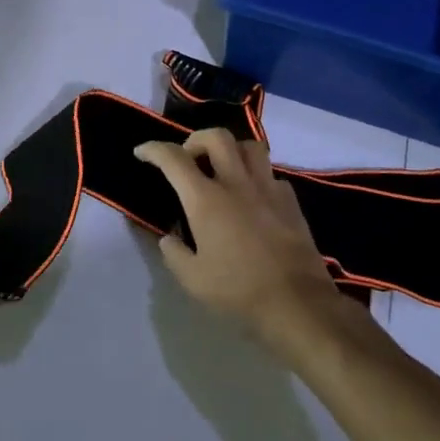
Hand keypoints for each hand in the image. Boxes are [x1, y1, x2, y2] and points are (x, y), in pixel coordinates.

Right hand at [134, 129, 364, 361]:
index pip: (174, 159)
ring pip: (250, 146)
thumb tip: (169, 237)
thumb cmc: (239, 291)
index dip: (154, 149)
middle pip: (217, 137)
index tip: (142, 152)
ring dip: (231, 150)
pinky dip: (257, 178)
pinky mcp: (291, 201)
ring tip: (223, 169)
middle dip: (196, 140)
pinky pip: (271, 174)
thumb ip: (174, 253)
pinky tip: (253, 198)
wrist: (297, 303)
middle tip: (189, 159)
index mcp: (206, 200)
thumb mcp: (193, 280)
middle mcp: (236, 183)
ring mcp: (268, 188)